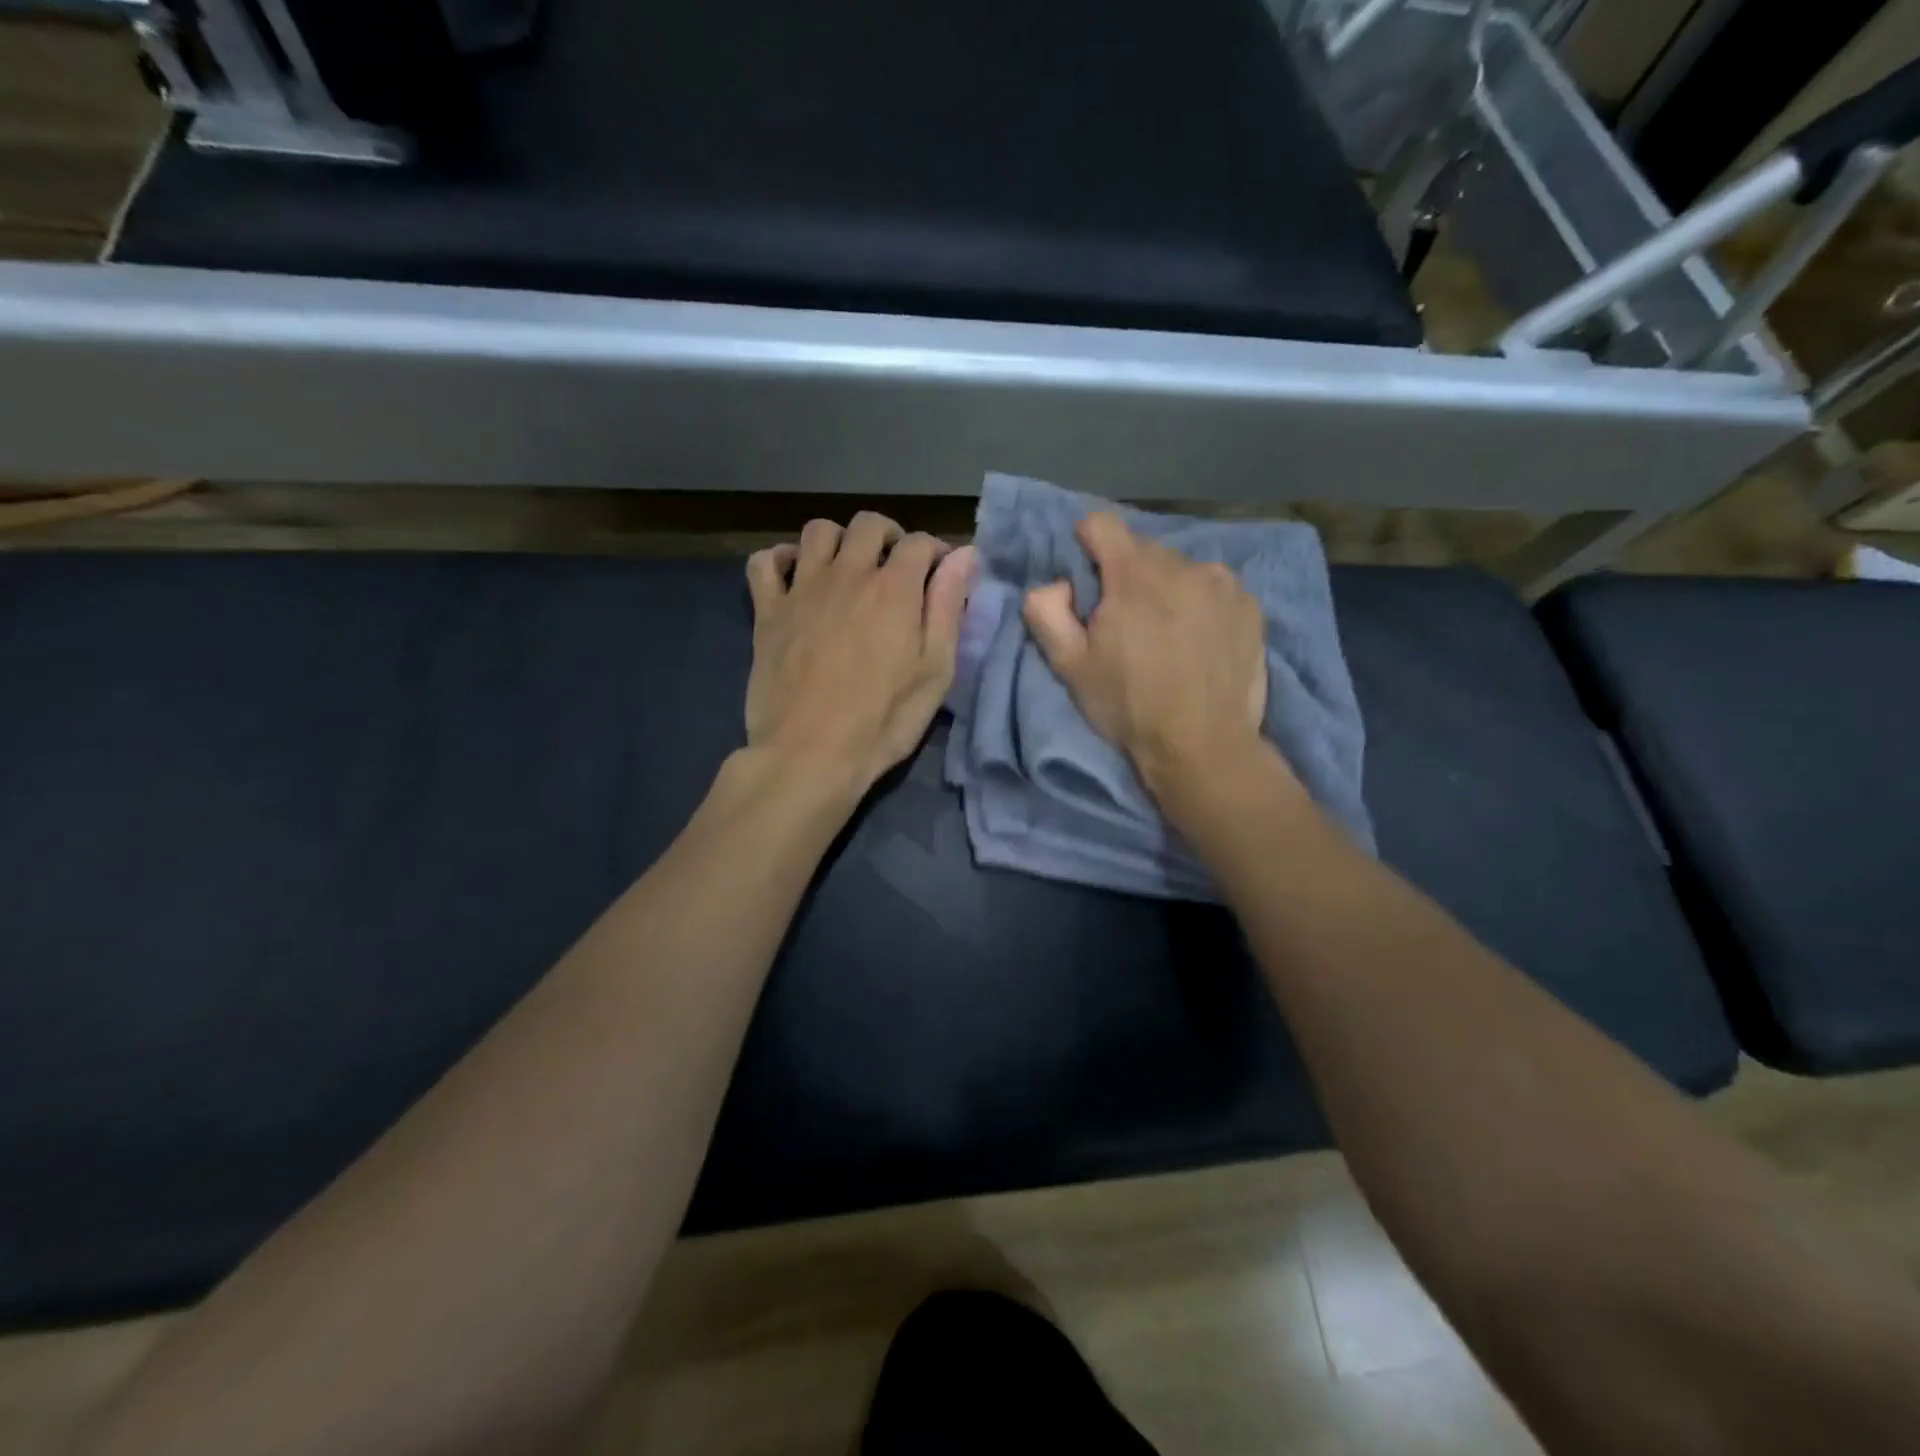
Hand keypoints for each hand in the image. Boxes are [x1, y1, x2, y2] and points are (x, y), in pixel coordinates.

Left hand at [745, 513, 975, 795]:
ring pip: (818, 531)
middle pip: (868, 524)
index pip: (920, 542)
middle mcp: (847, 574)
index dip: (937, 552)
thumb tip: (964, 555)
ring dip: (839, 540)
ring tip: (849, 568)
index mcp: (894, 588)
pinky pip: (764, 562)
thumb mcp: (935, 671)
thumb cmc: (883, 719)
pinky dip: (780, 558)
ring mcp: (802, 589)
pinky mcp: (767, 611)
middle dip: (890, 536)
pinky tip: (794, 576)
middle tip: (897, 568)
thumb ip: (948, 608)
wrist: (810, 753)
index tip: (942, 575)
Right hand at [1022, 513, 1268, 794]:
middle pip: (1142, 549)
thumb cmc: (1129, 705)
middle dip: (1126, 576)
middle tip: (1126, 623)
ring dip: (1167, 589)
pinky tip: (1200, 642)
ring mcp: (1222, 583)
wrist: (1203, 745)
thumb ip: (1046, 612)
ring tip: (1168, 635)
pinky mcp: (1250, 606)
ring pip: (1181, 568)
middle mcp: (1182, 564)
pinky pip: (1215, 588)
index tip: (1087, 580)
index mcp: (1133, 574)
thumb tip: (1054, 583)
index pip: (1101, 524)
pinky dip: (1201, 604)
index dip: (1086, 545)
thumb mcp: (1070, 666)